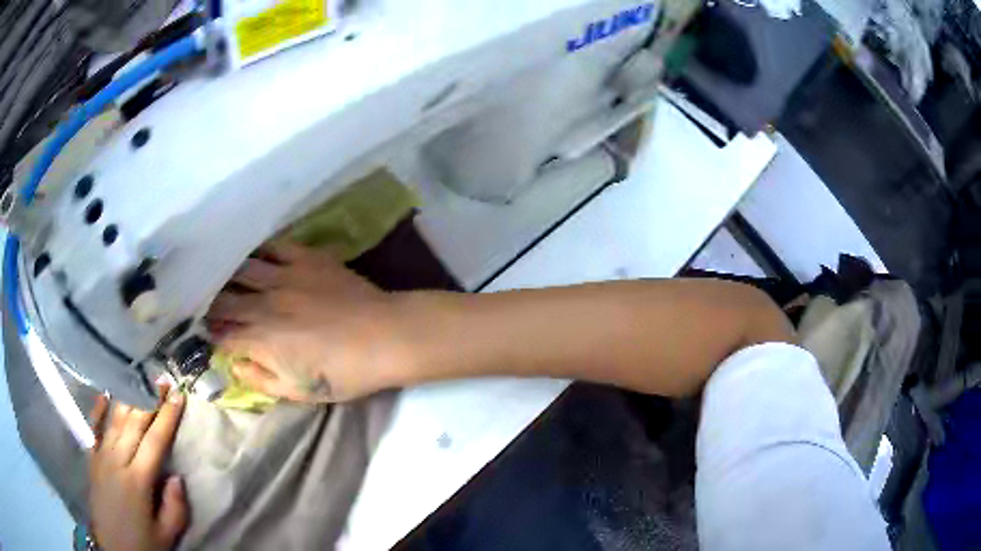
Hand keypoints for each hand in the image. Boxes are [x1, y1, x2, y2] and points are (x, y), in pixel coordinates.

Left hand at [88, 385, 186, 550]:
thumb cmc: (144, 545)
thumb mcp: (167, 535)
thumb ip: (175, 507)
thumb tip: (177, 477)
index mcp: (138, 480)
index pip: (155, 441)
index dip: (167, 417)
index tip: (178, 396)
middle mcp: (117, 461)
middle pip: (134, 424)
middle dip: (149, 400)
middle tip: (161, 380)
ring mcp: (101, 458)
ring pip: (115, 421)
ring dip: (128, 399)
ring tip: (139, 381)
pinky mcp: (92, 460)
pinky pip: (94, 429)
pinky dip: (98, 410)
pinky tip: (105, 394)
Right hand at [207, 241, 406, 402]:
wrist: (385, 337)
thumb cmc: (344, 373)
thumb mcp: (300, 392)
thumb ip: (261, 379)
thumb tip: (234, 364)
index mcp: (261, 340)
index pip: (222, 335)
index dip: (211, 335)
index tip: (206, 334)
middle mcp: (264, 305)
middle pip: (224, 300)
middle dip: (210, 304)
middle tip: (206, 305)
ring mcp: (284, 277)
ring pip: (242, 269)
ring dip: (227, 274)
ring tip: (220, 275)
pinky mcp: (305, 259)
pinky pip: (274, 246)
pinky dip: (259, 249)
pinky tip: (252, 252)